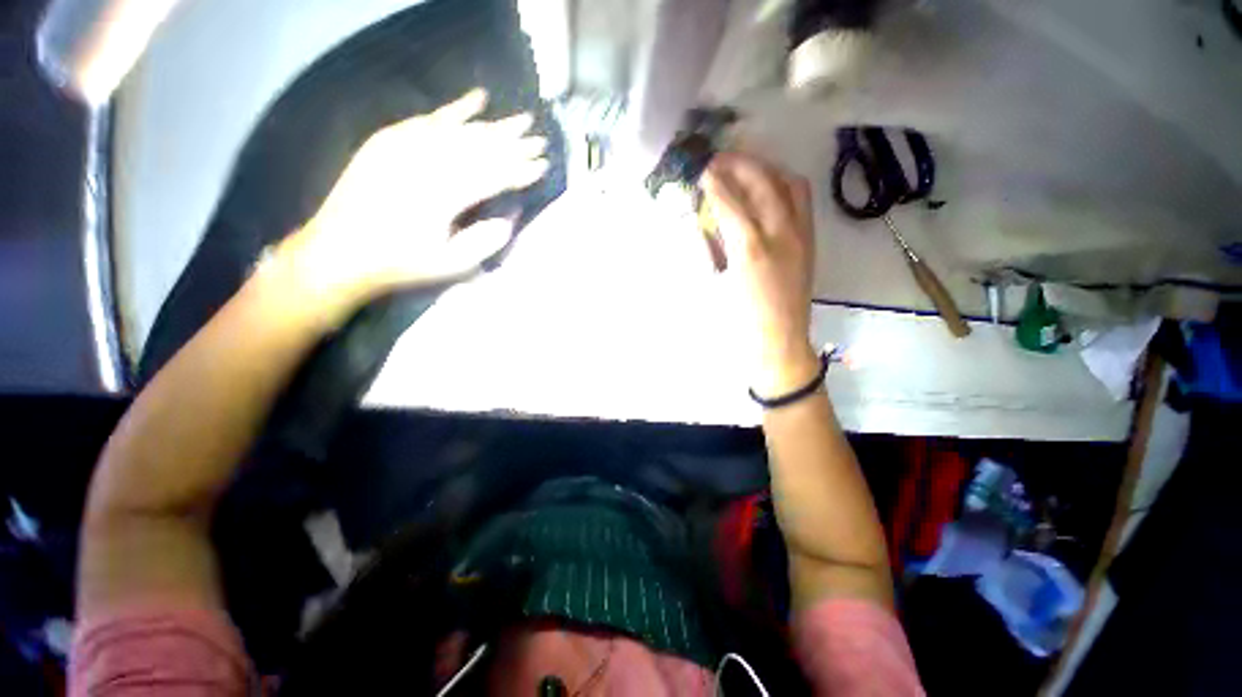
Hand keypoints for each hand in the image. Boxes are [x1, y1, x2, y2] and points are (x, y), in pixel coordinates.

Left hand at [277, 89, 548, 309]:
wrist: (338, 251)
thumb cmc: (400, 263)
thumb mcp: (450, 265)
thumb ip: (486, 241)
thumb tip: (510, 217)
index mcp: (443, 196)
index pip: (493, 175)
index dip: (520, 170)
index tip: (543, 165)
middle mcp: (426, 162)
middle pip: (480, 147)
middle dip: (514, 143)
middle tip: (540, 138)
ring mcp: (404, 146)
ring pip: (459, 129)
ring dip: (494, 125)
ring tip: (520, 120)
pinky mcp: (388, 140)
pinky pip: (428, 119)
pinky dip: (454, 109)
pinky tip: (475, 99)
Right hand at [702, 153, 818, 395]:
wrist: (777, 343)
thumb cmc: (739, 322)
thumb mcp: (716, 286)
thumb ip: (712, 248)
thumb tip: (708, 219)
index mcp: (750, 251)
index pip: (731, 202)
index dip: (714, 182)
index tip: (700, 169)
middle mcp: (781, 236)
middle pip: (763, 184)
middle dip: (739, 164)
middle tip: (718, 160)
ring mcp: (801, 237)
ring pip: (789, 185)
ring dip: (765, 169)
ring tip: (744, 168)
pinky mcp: (810, 243)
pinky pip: (801, 201)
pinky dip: (782, 185)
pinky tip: (767, 189)